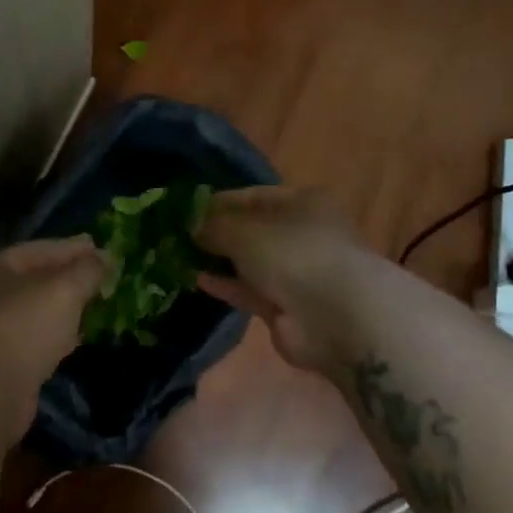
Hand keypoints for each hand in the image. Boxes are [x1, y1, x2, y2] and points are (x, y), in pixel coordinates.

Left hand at [0, 237, 109, 430]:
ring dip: (66, 307)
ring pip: (38, 310)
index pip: (41, 248)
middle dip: (71, 277)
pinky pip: (37, 338)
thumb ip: (87, 270)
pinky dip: (58, 334)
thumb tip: (105, 257)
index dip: (74, 247)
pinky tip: (79, 336)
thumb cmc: (24, 326)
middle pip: (37, 279)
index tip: (102, 247)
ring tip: (97, 303)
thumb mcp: (63, 289)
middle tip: (104, 276)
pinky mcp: (4, 361)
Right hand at [195, 186, 375, 376]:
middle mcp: (302, 234)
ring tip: (180, 258)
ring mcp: (297, 272)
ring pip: (250, 262)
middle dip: (217, 234)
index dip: (218, 202)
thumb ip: (213, 227)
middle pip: (252, 230)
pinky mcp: (287, 306)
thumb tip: (192, 228)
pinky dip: (227, 285)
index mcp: (303, 202)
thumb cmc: (293, 254)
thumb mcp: (243, 231)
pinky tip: (198, 280)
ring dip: (219, 261)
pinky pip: (250, 290)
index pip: (253, 196)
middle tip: (177, 237)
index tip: (184, 211)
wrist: (335, 316)